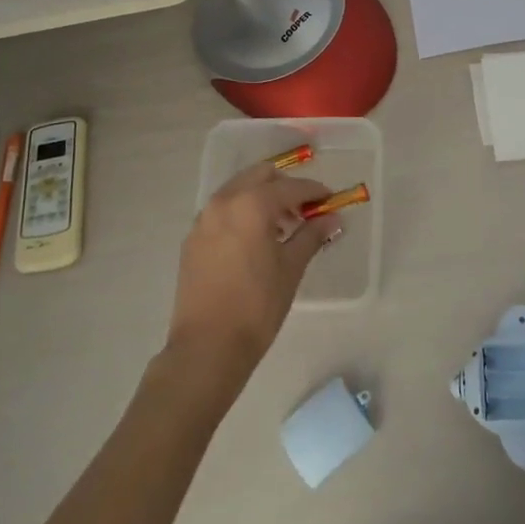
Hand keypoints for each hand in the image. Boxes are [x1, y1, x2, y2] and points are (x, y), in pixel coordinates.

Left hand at [165, 162, 340, 386]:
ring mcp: (204, 219)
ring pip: (238, 190)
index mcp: (251, 204)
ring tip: (281, 228)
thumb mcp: (291, 268)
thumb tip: (332, 218)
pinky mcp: (192, 238)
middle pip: (260, 176)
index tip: (330, 200)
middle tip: (304, 211)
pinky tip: (254, 241)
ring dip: (262, 198)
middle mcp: (224, 202)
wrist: (207, 347)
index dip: (314, 192)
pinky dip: (242, 213)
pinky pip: (222, 211)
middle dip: (284, 187)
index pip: (290, 187)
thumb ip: (312, 235)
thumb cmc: (257, 306)